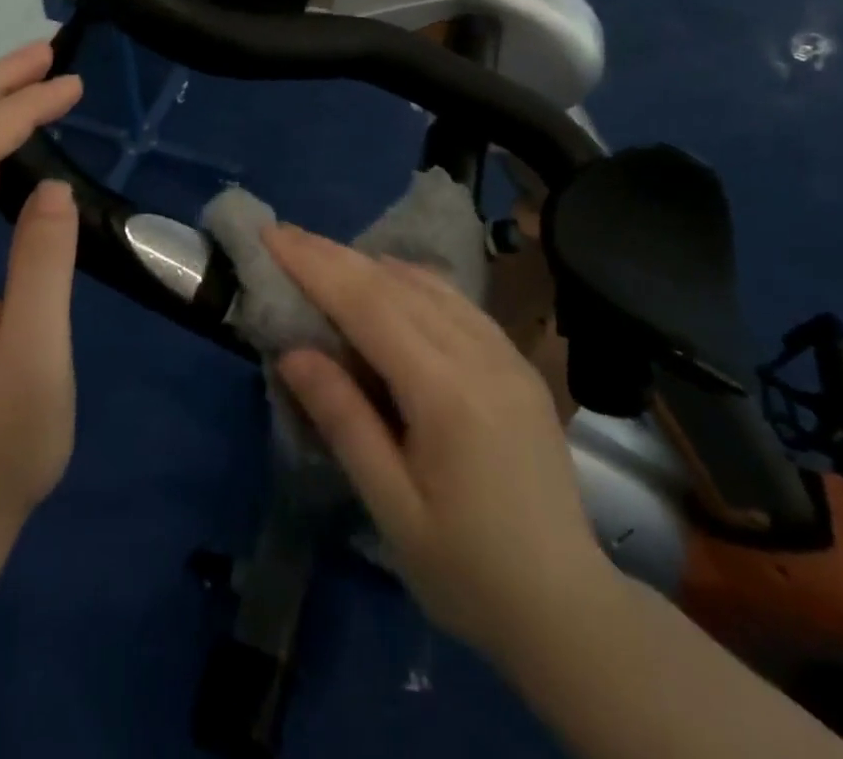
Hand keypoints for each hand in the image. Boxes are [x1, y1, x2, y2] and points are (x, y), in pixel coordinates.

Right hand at [261, 223, 610, 660]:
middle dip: (333, 254)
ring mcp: (506, 354)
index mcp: (447, 393)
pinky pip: (457, 301)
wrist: (569, 609)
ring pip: (428, 284)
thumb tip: (292, 352)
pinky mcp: (517, 363)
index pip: (369, 306)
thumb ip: (345, 421)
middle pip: (395, 284)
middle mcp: (480, 355)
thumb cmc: (468, 572)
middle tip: (284, 233)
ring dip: (370, 263)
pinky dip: (412, 280)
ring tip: (323, 254)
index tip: (273, 236)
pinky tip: (389, 279)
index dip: (316, 267)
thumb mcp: (393, 508)